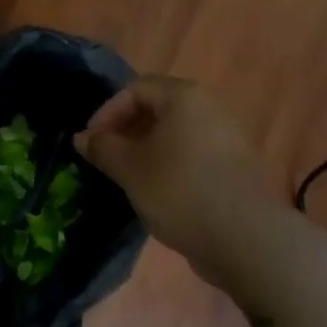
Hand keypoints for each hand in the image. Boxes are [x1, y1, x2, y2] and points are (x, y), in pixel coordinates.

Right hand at [75, 76, 268, 276]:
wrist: (244, 237)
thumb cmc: (179, 191)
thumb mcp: (130, 169)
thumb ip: (103, 148)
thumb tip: (82, 138)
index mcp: (185, 97)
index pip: (136, 89)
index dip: (107, 112)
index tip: (91, 142)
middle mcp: (211, 107)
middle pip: (158, 107)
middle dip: (126, 130)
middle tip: (106, 158)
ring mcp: (228, 136)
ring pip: (176, 132)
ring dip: (146, 148)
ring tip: (127, 175)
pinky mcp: (235, 164)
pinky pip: (193, 152)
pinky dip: (169, 162)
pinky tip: (157, 190)